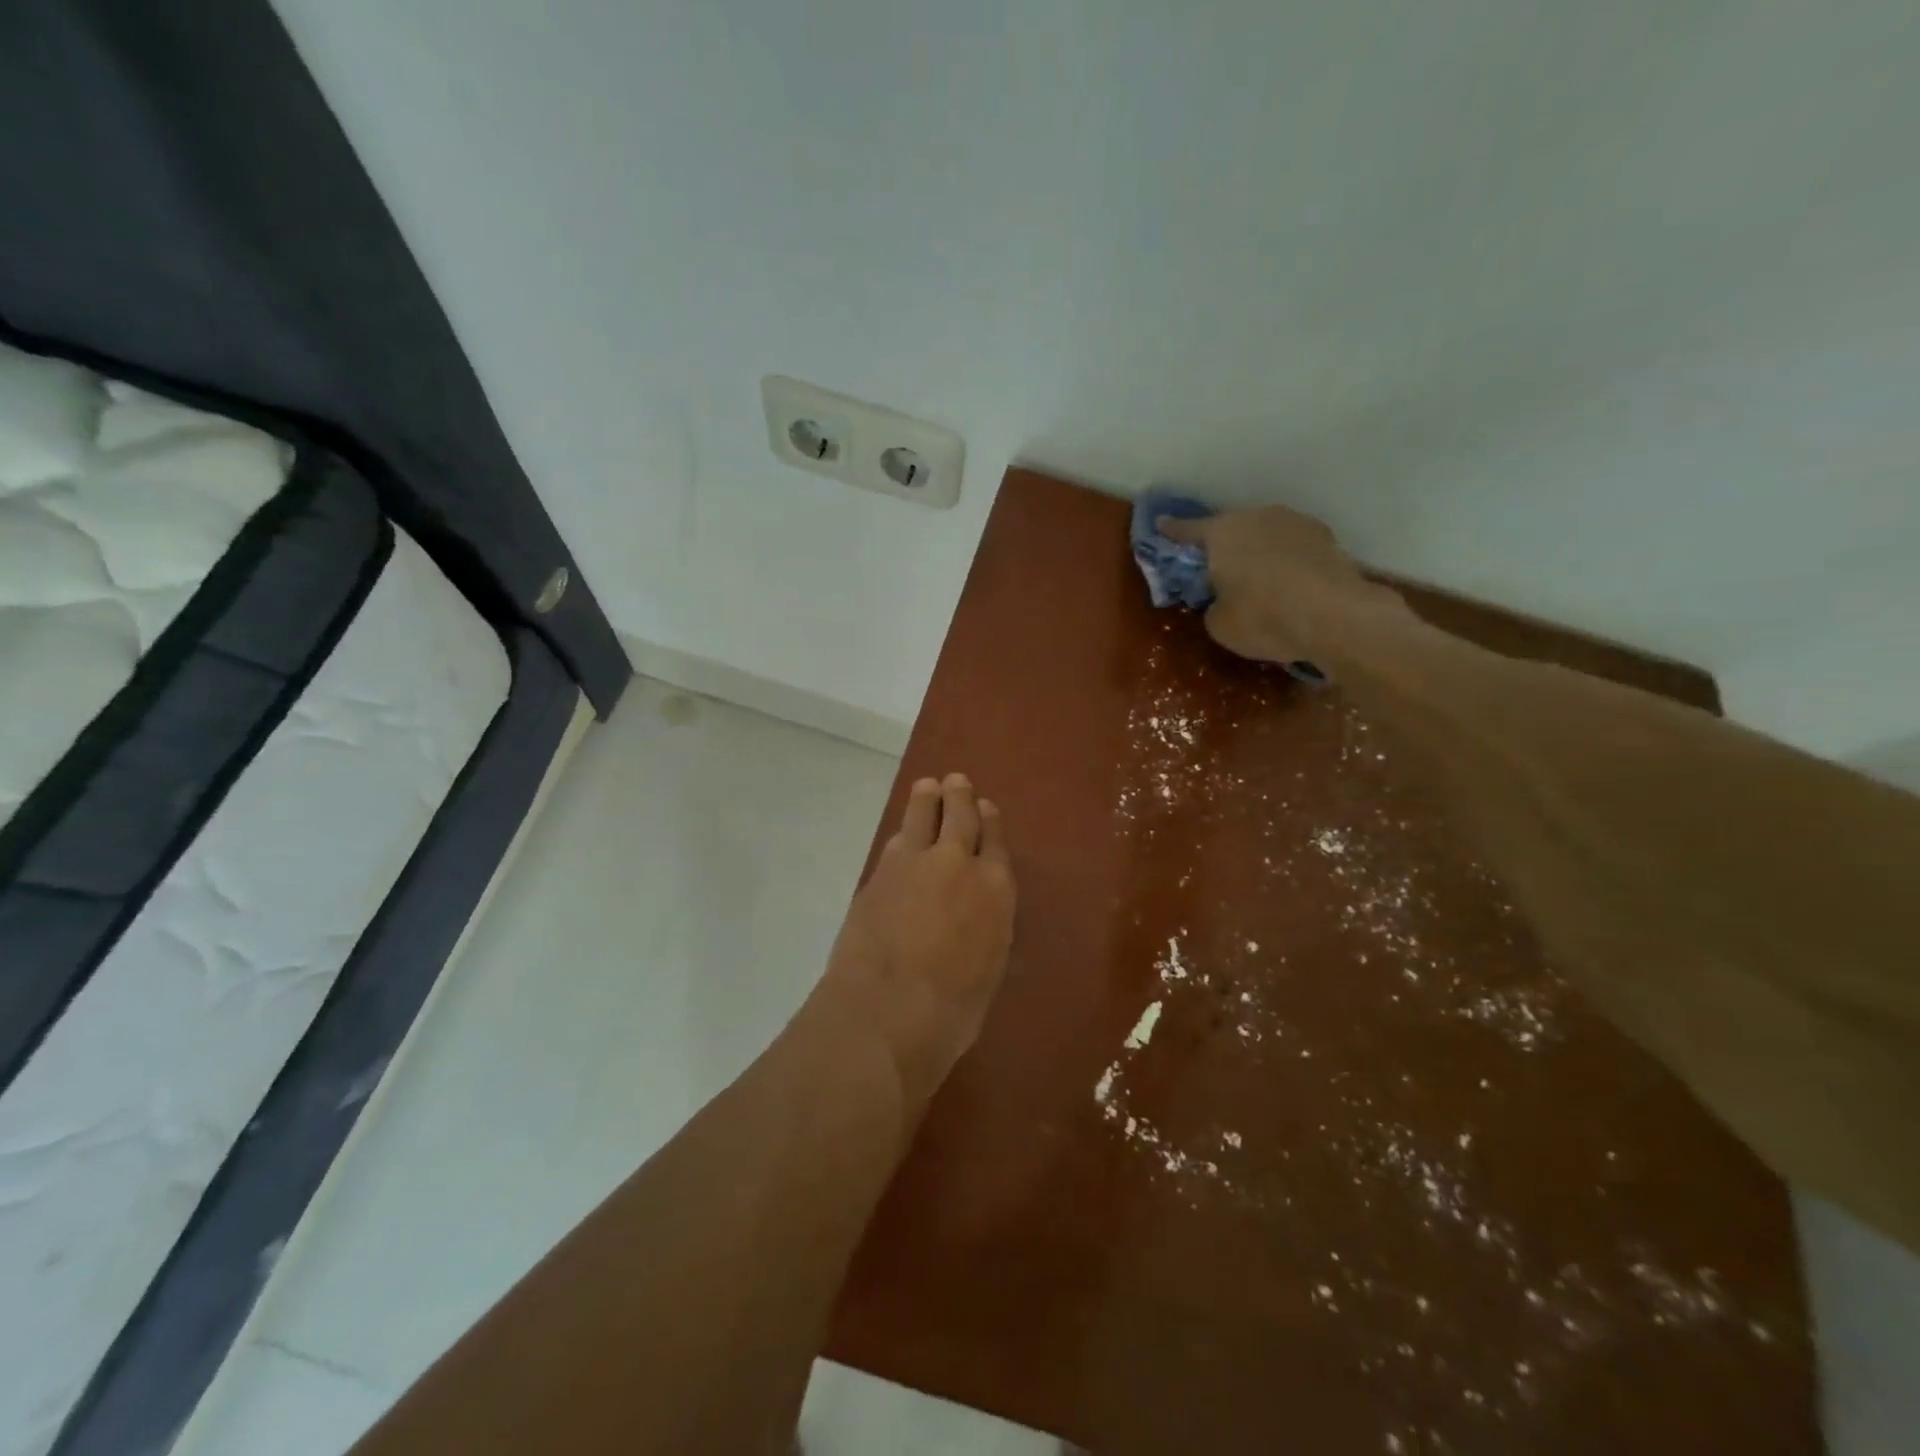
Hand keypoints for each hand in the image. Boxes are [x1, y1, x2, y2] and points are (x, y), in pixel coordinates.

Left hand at [815, 774, 1015, 1107]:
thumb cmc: (951, 1010)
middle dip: (959, 797)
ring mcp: (913, 863)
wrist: (886, 1009)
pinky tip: (901, 833)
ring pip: (922, 816)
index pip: (995, 842)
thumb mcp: (987, 969)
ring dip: (927, 799)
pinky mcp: (878, 873)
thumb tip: (973, 917)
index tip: (986, 806)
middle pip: (960, 817)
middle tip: (957, 782)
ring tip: (928, 786)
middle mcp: (958, 863)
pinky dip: (902, 832)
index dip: (990, 822)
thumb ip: (985, 930)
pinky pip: (896, 842)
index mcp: (995, 889)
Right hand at [1159, 504, 1401, 663]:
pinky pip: (1292, 548)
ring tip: (1256, 577)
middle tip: (1215, 566)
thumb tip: (1222, 601)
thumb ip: (1213, 606)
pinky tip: (1287, 583)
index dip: (1172, 531)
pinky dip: (1285, 561)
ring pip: (1265, 534)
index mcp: (1222, 533)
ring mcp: (1296, 523)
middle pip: (1231, 528)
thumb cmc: (1264, 618)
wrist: (1335, 617)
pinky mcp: (1326, 538)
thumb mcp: (1220, 624)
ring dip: (1257, 551)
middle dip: (1222, 545)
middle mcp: (1257, 517)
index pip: (1187, 531)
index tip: (1160, 525)